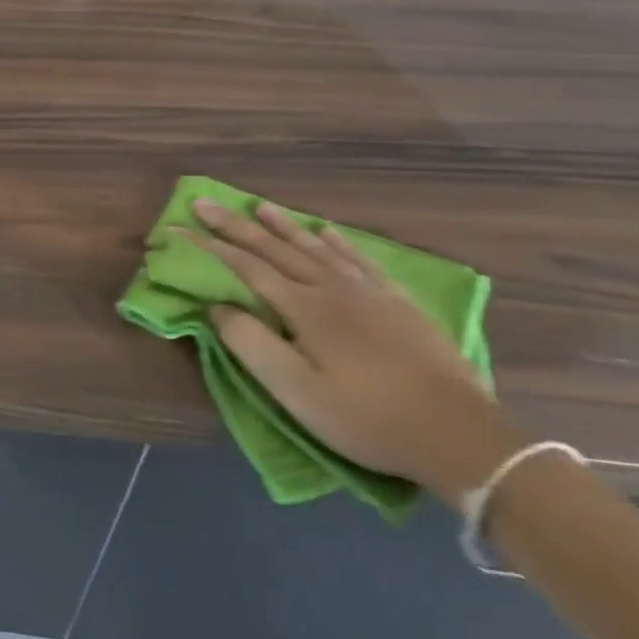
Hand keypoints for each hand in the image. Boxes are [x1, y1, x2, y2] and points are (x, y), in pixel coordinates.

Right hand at [183, 199, 524, 504]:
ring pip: (316, 247)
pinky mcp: (400, 304)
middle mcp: (332, 288)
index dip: (208, 246)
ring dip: (283, 225)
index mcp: (303, 307)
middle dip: (235, 226)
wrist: (460, 436)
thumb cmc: (366, 417)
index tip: (177, 229)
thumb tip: (217, 305)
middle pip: (275, 249)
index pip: (244, 266)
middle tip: (204, 202)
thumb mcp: (295, 391)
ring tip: (259, 206)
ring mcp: (370, 293)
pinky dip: (339, 242)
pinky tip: (327, 231)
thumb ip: (250, 343)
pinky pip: (362, 260)